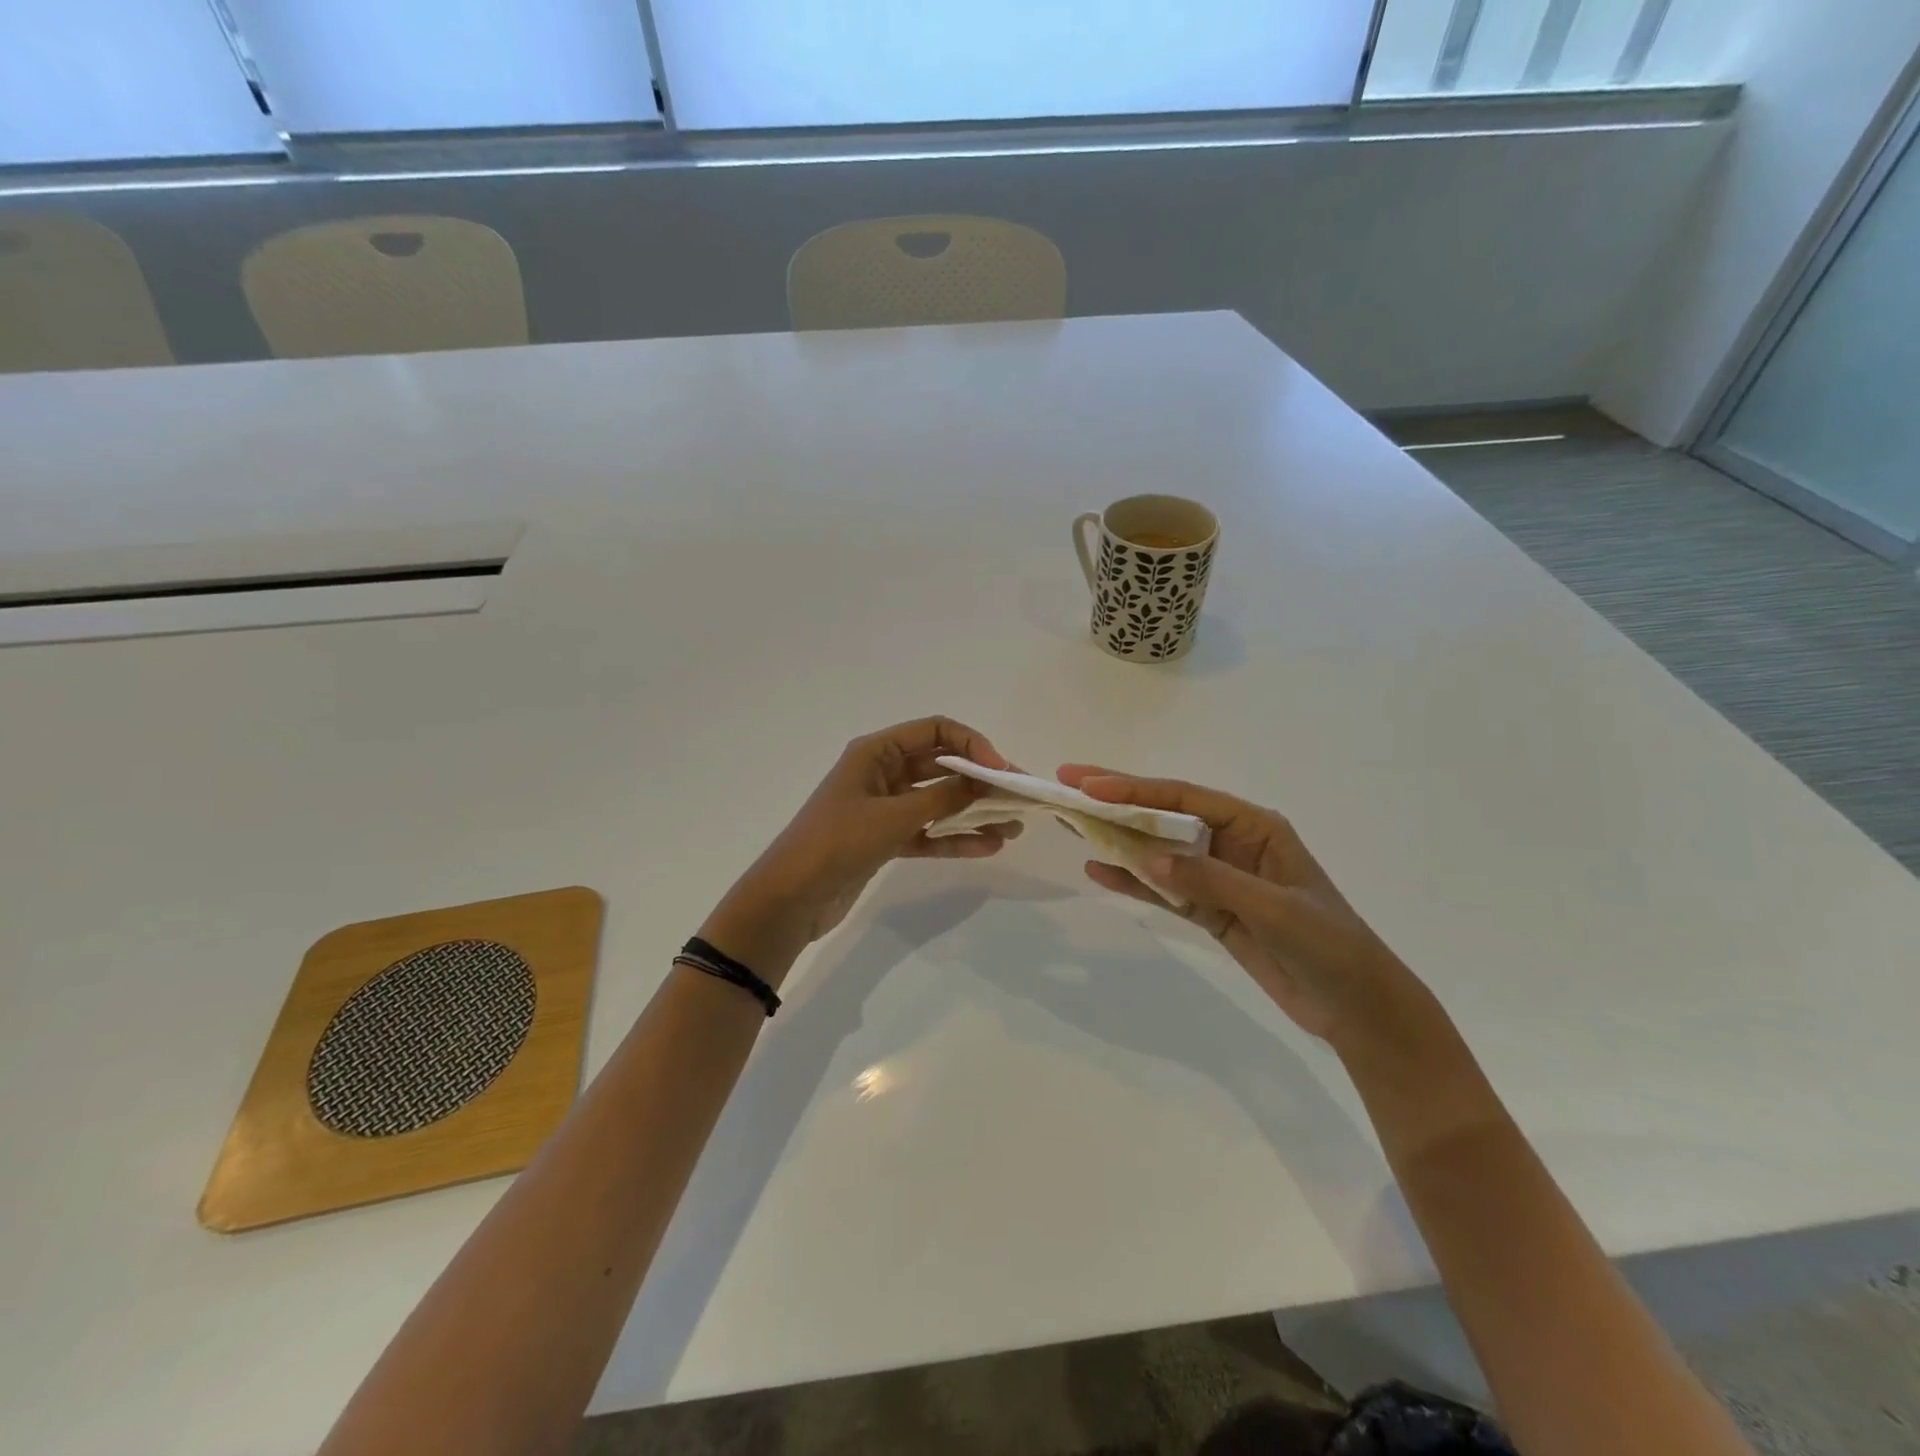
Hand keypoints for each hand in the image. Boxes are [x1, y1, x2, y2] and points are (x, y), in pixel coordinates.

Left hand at [701, 718, 1020, 979]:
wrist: (790, 898)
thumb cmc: (837, 843)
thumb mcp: (894, 816)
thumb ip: (942, 798)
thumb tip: (983, 782)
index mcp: (877, 752)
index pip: (936, 730)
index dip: (973, 744)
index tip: (1001, 770)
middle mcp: (882, 772)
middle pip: (941, 766)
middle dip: (980, 780)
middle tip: (1019, 797)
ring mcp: (884, 807)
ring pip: (938, 802)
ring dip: (973, 812)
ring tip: (1013, 827)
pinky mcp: (884, 840)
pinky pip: (927, 832)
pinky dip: (954, 838)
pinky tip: (988, 847)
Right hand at [1058, 765, 1431, 1049]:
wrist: (1357, 1008)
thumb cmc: (1329, 946)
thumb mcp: (1275, 909)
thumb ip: (1211, 881)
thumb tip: (1148, 859)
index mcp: (1255, 826)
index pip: (1185, 797)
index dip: (1135, 788)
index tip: (1090, 784)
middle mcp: (1231, 843)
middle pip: (1165, 816)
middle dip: (1117, 802)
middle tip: (1069, 784)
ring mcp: (1217, 877)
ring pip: (1158, 850)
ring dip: (1118, 839)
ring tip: (1072, 823)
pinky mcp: (1210, 910)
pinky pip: (1164, 889)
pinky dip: (1133, 881)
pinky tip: (1098, 871)